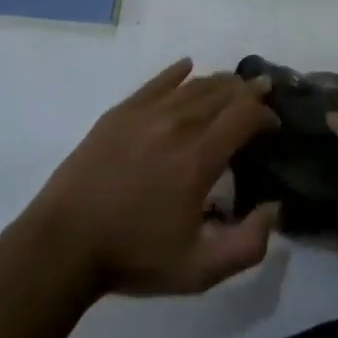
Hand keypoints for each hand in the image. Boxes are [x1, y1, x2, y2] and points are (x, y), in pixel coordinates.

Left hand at [26, 58, 280, 297]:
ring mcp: (146, 114)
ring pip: (193, 85)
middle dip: (248, 91)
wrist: (63, 244)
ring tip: (233, 86)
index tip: (273, 126)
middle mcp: (178, 125)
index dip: (265, 114)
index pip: (245, 116)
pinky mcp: (120, 113)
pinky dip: (177, 73)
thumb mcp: (198, 270)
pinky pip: (157, 82)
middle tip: (263, 93)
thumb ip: (247, 245)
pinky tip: (187, 66)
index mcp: (199, 158)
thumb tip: (274, 209)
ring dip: (219, 82)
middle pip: (222, 92)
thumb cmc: (133, 256)